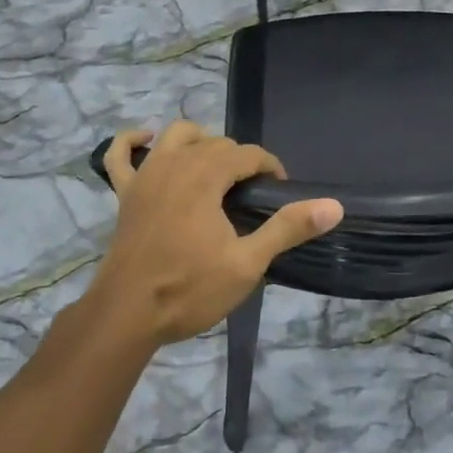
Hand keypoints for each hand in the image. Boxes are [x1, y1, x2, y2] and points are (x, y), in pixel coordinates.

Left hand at [88, 121, 343, 348]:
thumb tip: (334, 206)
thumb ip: (288, 228)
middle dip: (240, 161)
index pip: (247, 154)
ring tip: (214, 167)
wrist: (126, 316)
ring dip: (199, 142)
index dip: (270, 167)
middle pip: (216, 144)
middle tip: (254, 196)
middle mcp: (175, 163)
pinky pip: (119, 154)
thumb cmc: (189, 289)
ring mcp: (145, 176)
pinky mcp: (124, 194)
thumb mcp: (247, 263)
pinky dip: (132, 141)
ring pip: (176, 137)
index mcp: (205, 176)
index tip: (281, 193)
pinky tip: (148, 141)